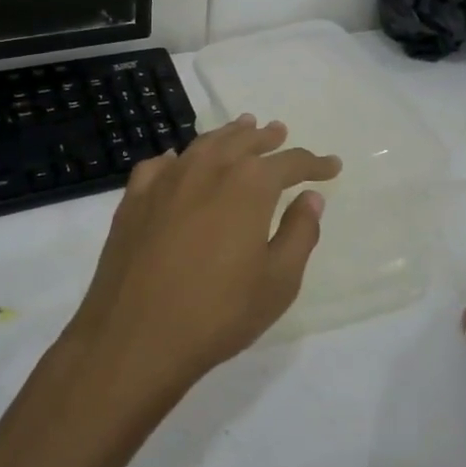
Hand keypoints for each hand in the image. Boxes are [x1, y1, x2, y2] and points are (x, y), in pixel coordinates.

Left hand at [65, 116, 341, 398]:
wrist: (135, 337)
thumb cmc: (218, 313)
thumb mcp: (278, 282)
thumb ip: (299, 233)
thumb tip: (310, 198)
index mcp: (248, 185)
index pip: (289, 163)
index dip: (314, 163)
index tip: (332, 166)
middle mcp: (207, 169)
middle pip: (242, 142)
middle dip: (265, 138)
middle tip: (279, 132)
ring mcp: (166, 181)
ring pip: (203, 145)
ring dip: (226, 136)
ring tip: (240, 129)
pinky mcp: (134, 200)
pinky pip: (160, 166)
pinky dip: (178, 159)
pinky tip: (179, 163)